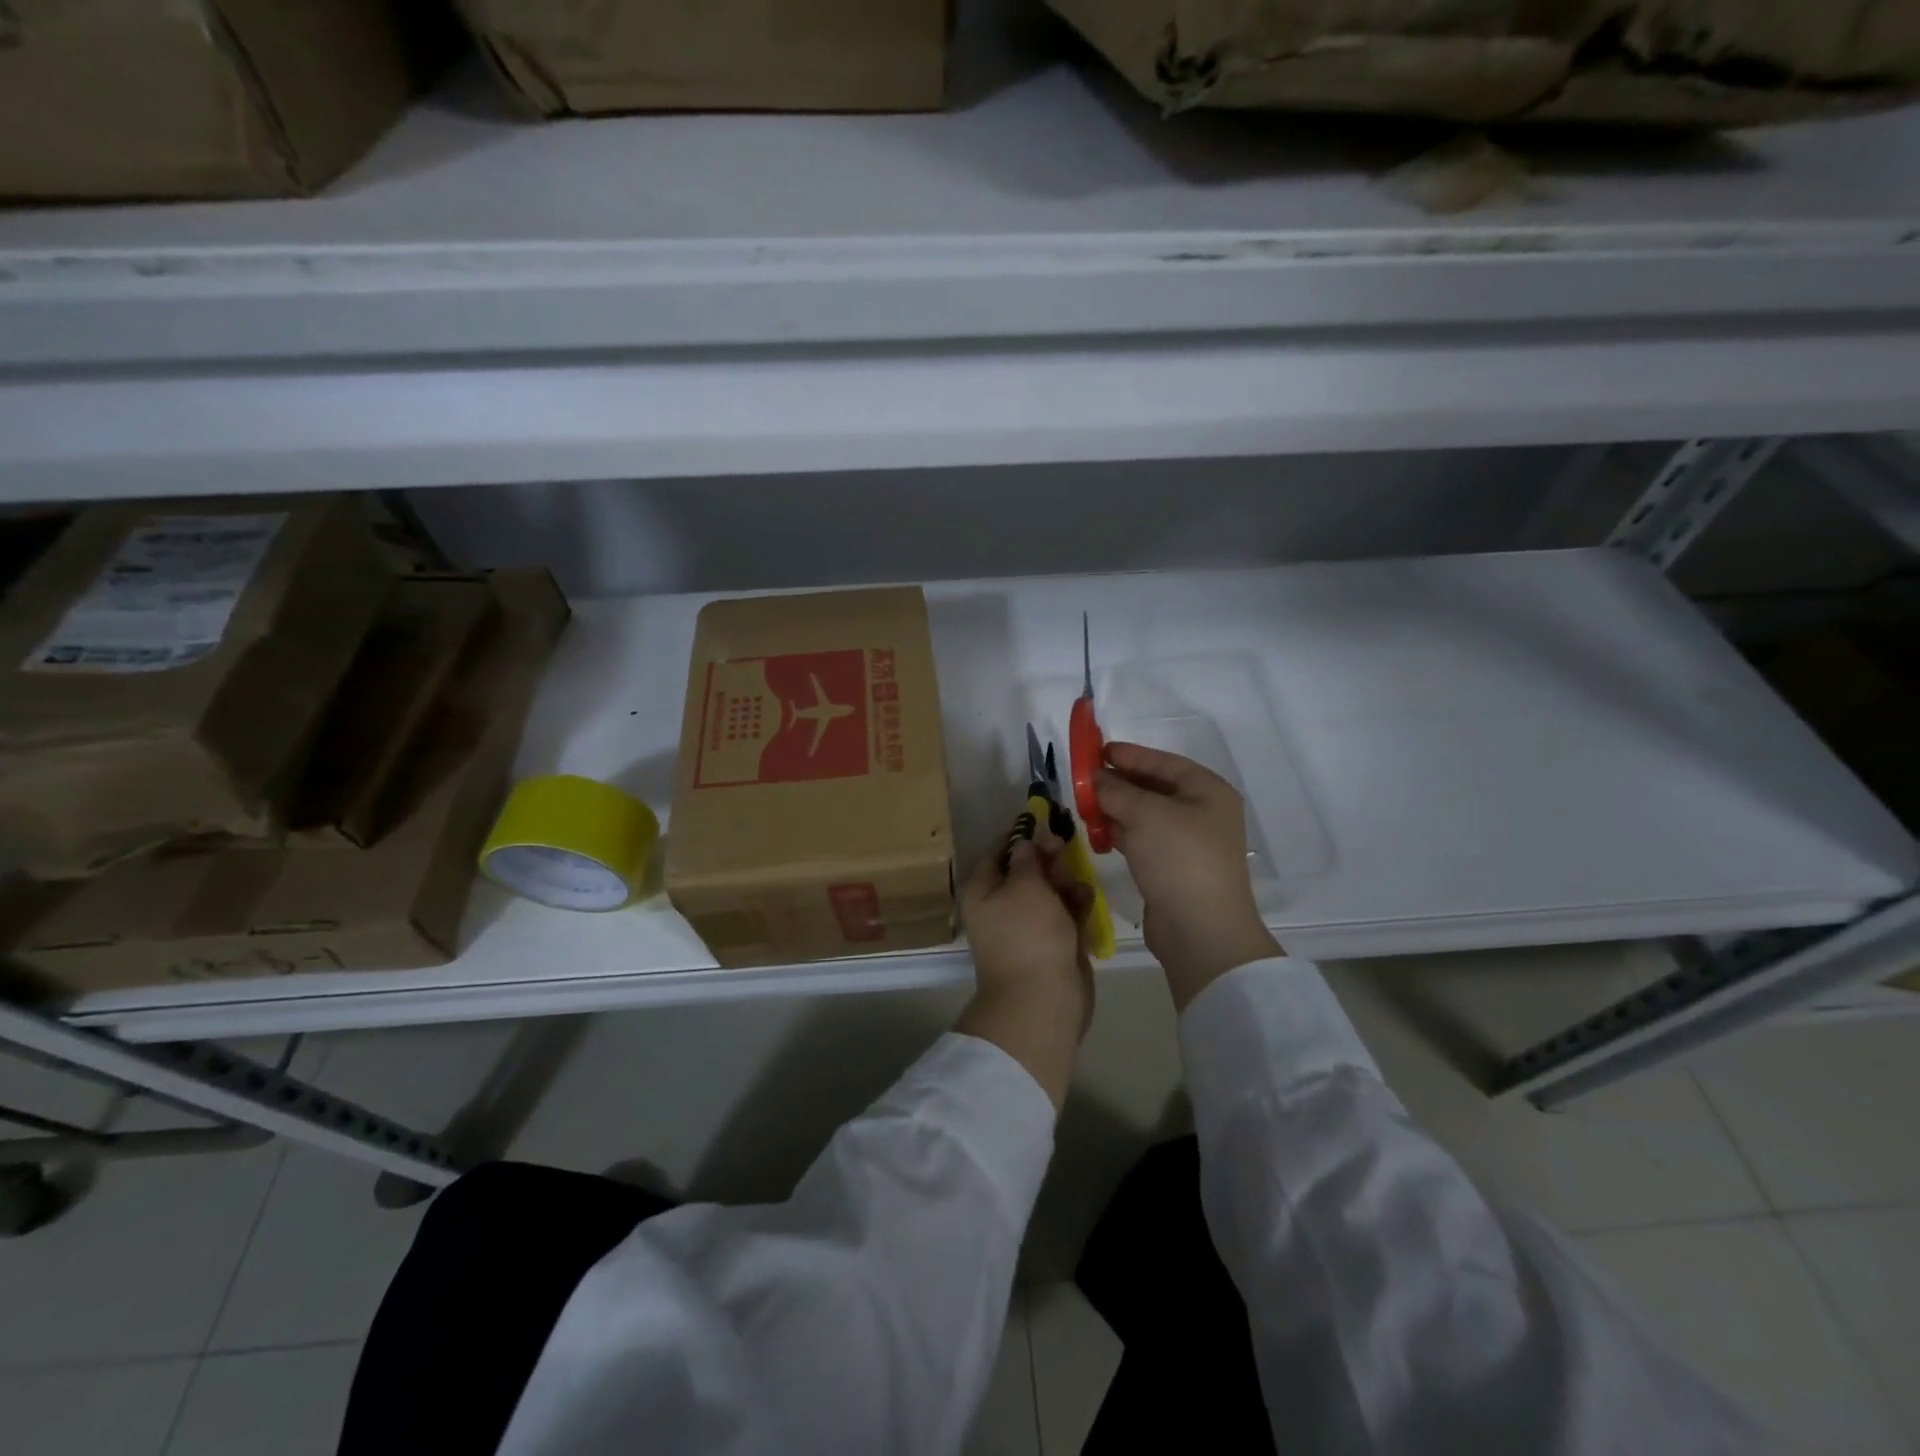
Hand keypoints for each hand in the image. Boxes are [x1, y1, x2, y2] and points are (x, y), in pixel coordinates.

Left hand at [956, 832, 1094, 1109]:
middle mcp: (1000, 905)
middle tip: (1065, 848)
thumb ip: (1029, 858)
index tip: (1045, 820)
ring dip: (1065, 882)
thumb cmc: (1028, 933)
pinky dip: (1074, 905)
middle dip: (1047, 859)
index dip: (1021, 835)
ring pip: (1048, 892)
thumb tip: (1026, 840)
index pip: (998, 851)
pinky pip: (1063, 915)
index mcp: (982, 890)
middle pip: (1026, 871)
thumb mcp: (1026, 885)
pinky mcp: (1051, 943)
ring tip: (1076, 882)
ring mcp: (1027, 926)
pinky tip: (1085, 899)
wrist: (1042, 999)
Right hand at [1095, 743, 1281, 1009]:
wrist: (1200, 930)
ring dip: (1114, 809)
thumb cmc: (1180, 858)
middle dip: (1118, 783)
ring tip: (1082, 805)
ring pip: (1144, 815)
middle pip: (1153, 788)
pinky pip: (1141, 840)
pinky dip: (1119, 833)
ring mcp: (1187, 843)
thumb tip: (1095, 777)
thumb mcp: (1145, 814)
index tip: (1096, 750)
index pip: (1163, 762)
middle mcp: (1201, 813)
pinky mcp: (1171, 868)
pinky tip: (1096, 833)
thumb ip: (1116, 790)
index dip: (1130, 755)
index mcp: (1207, 791)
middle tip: (1083, 779)